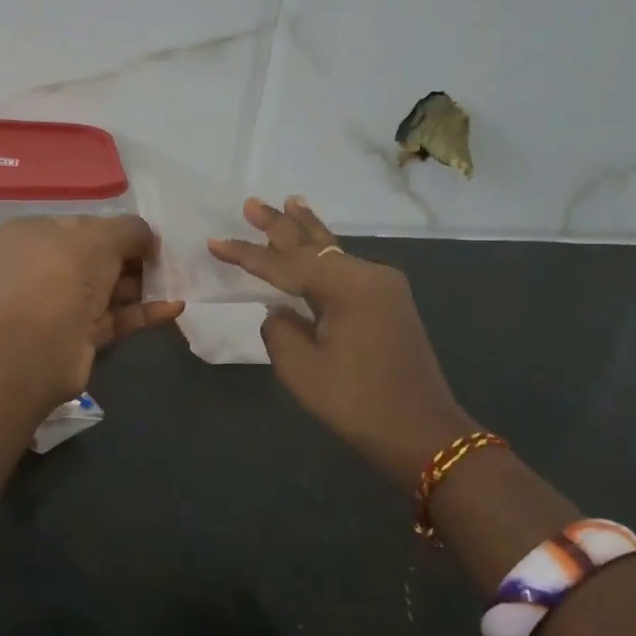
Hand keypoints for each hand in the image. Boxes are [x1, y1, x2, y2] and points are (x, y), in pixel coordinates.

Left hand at [0, 214, 184, 398]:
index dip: (115, 229)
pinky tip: (174, 307)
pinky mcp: (72, 337)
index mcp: (29, 235)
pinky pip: (110, 318)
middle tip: (167, 261)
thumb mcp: (103, 237)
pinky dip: (140, 312)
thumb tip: (148, 238)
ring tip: (177, 282)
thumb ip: (131, 230)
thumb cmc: (63, 273)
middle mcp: (36, 268)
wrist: (39, 346)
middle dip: (132, 260)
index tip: (148, 237)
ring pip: (104, 291)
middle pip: (93, 259)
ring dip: (140, 286)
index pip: (79, 225)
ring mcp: (53, 305)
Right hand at [208, 197, 474, 486]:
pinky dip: (324, 254)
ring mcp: (383, 287)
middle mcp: (369, 274)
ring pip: (334, 250)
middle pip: (314, 243)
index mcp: (346, 285)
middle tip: (251, 203)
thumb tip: (279, 311)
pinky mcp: (389, 303)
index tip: (213, 242)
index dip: (246, 254)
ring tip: (289, 202)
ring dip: (306, 231)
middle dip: (280, 224)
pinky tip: (316, 245)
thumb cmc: (356, 401)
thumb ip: (278, 329)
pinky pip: (346, 268)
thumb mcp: (301, 368)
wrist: (422, 433)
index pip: (284, 263)